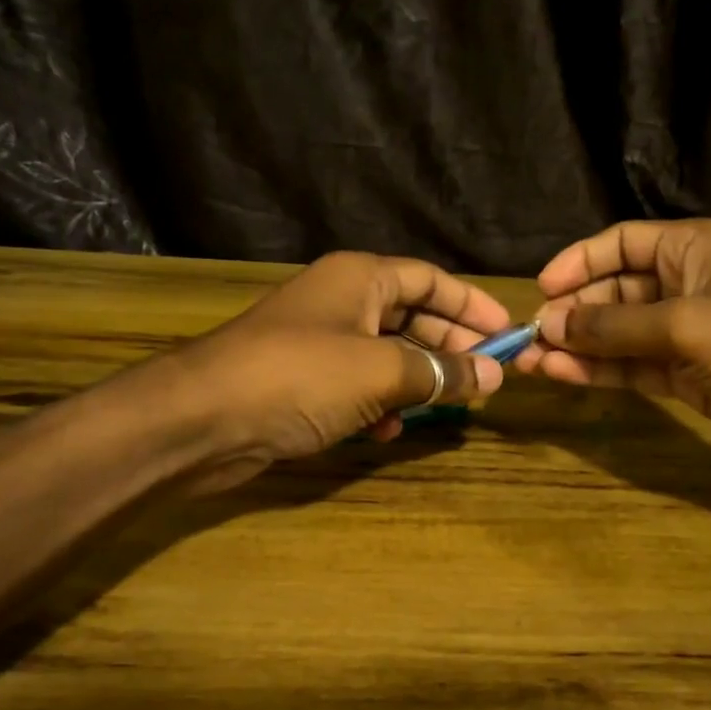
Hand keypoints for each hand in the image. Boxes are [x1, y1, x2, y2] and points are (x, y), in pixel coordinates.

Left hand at [158, 252, 514, 491]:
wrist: (202, 419)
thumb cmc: (299, 376)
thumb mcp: (379, 370)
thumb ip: (439, 372)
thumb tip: (491, 376)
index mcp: (359, 278)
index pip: (430, 280)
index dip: (472, 305)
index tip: (508, 335)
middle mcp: (341, 301)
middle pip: (412, 316)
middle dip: (450, 347)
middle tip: (487, 378)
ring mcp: (320, 342)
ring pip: (387, 354)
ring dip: (418, 380)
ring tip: (450, 406)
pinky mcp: (304, 382)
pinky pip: (358, 385)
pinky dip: (379, 404)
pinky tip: (389, 431)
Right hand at [532, 220, 710, 484]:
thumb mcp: (687, 325)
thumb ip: (614, 325)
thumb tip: (548, 325)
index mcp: (695, 248)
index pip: (621, 243)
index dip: (579, 262)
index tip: (541, 290)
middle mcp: (688, 283)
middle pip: (615, 288)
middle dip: (573, 311)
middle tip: (530, 337)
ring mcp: (688, 332)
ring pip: (619, 333)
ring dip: (578, 345)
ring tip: (531, 362)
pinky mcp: (689, 375)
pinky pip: (634, 365)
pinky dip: (601, 370)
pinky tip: (563, 375)